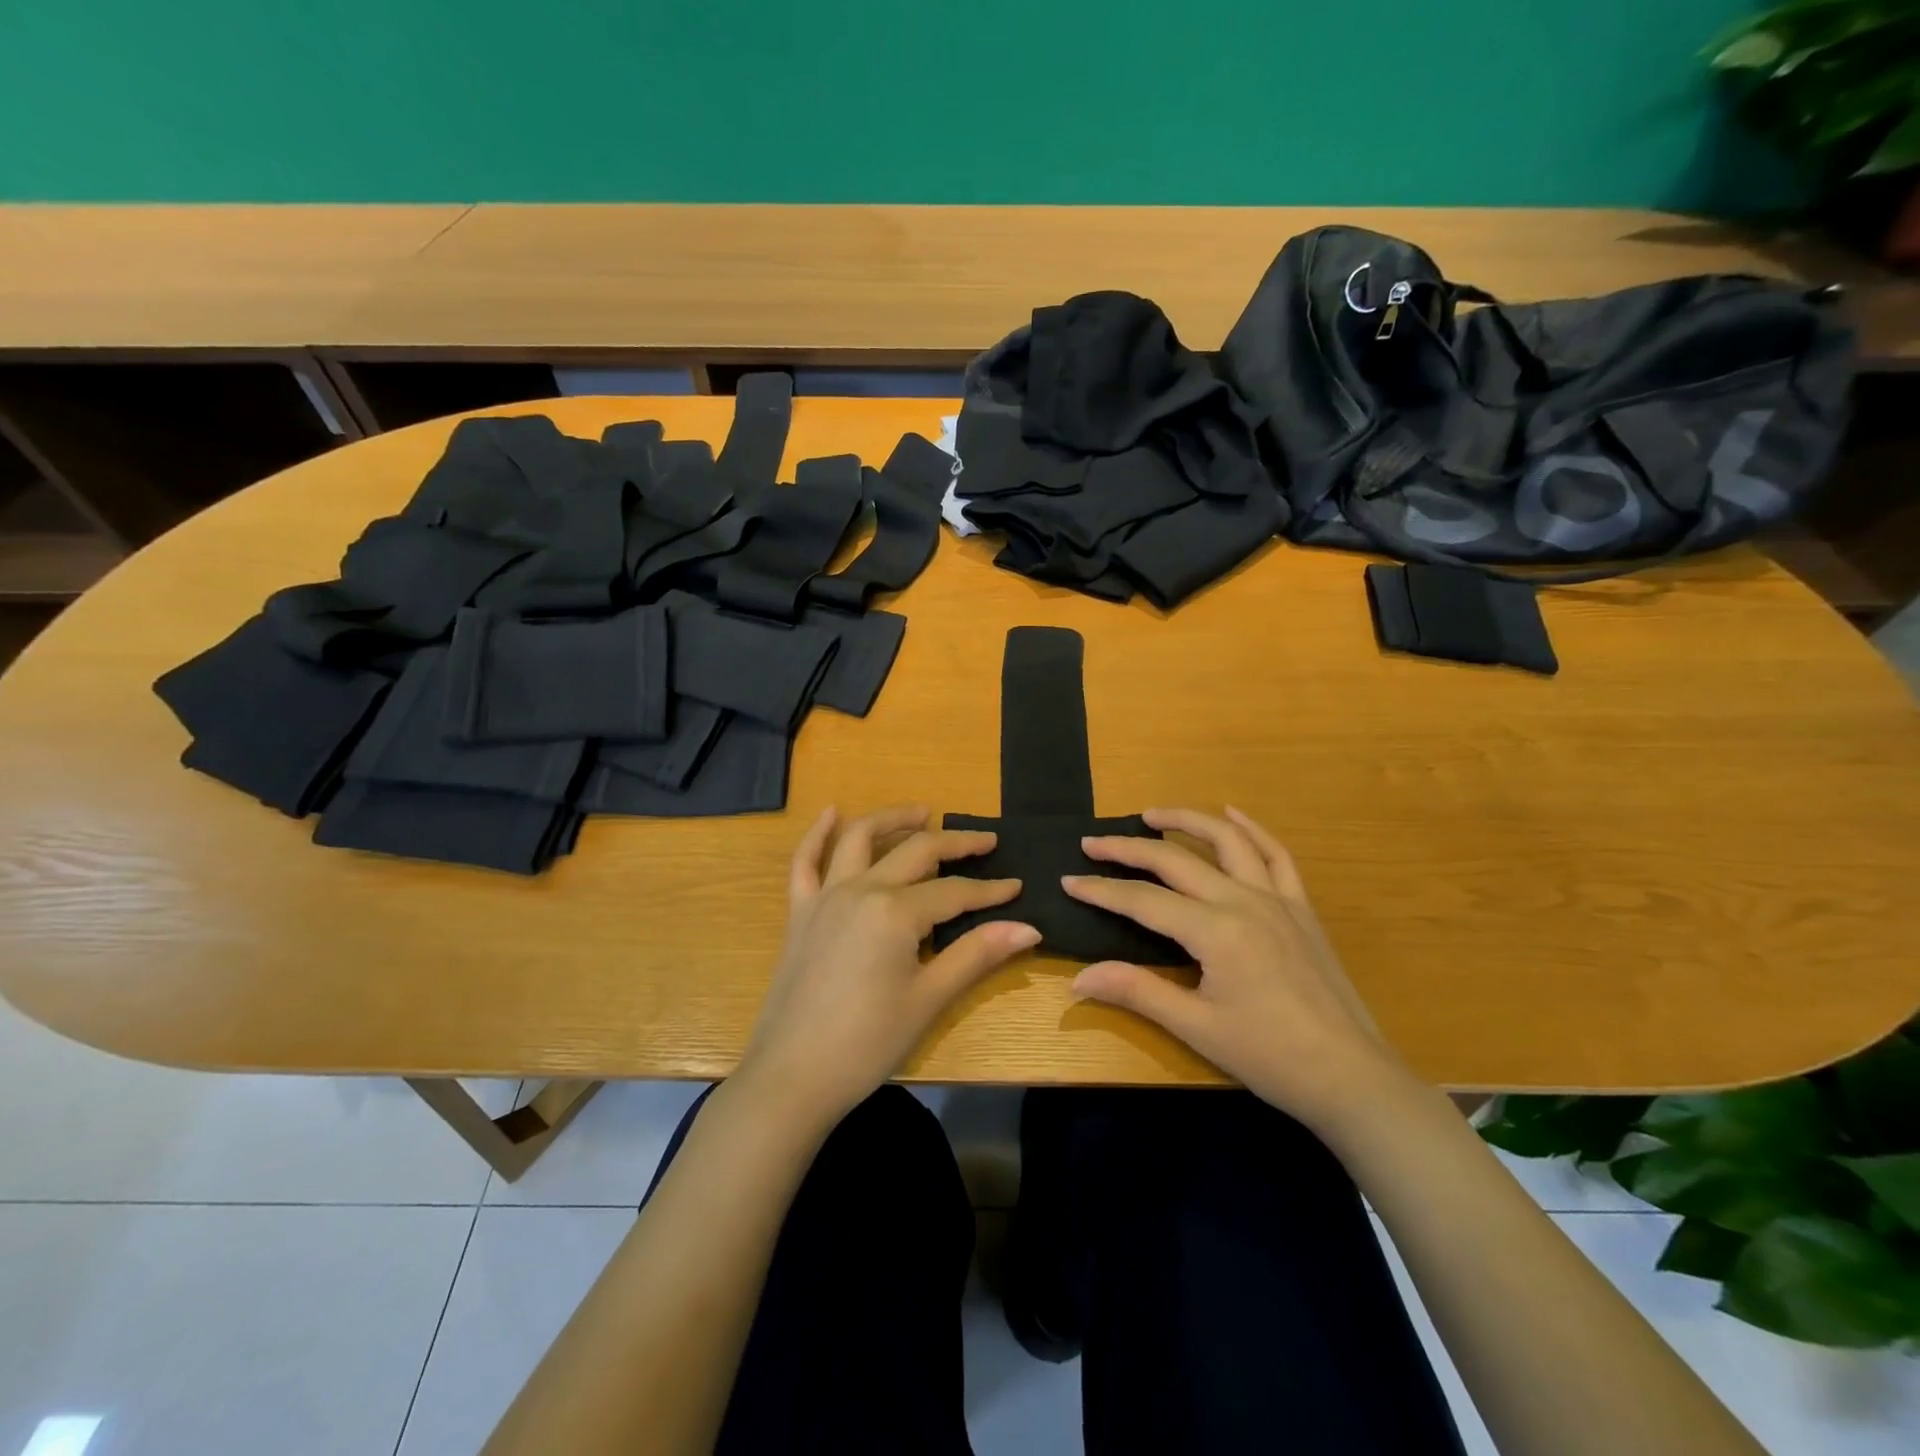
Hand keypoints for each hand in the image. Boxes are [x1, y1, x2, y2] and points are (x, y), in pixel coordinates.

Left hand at [738, 805, 1039, 1128]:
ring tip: (921, 812)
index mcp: (895, 911)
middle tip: (984, 840)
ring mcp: (825, 897)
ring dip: (892, 819)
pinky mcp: (800, 912)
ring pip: (859, 839)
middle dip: (954, 843)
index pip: (954, 891)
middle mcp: (860, 889)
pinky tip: (831, 813)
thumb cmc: (867, 1043)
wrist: (791, 1077)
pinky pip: (804, 863)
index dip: (990, 890)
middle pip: (915, 852)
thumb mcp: (928, 999)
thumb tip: (1029, 927)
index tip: (1018, 886)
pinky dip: (817, 834)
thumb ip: (976, 954)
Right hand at [1064, 806, 1405, 1134]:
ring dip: (1187, 821)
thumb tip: (1078, 979)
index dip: (1102, 891)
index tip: (1068, 881)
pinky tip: (1233, 813)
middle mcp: (1244, 901)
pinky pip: (1276, 856)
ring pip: (1227, 842)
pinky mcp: (1301, 908)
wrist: (1351, 1077)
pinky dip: (1252, 830)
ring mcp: (1277, 899)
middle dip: (1129, 848)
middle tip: (1093, 842)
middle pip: (1176, 860)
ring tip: (1152, 815)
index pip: (1144, 900)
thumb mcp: (1197, 1027)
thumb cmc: (1270, 1056)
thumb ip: (1137, 992)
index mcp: (1216, 931)